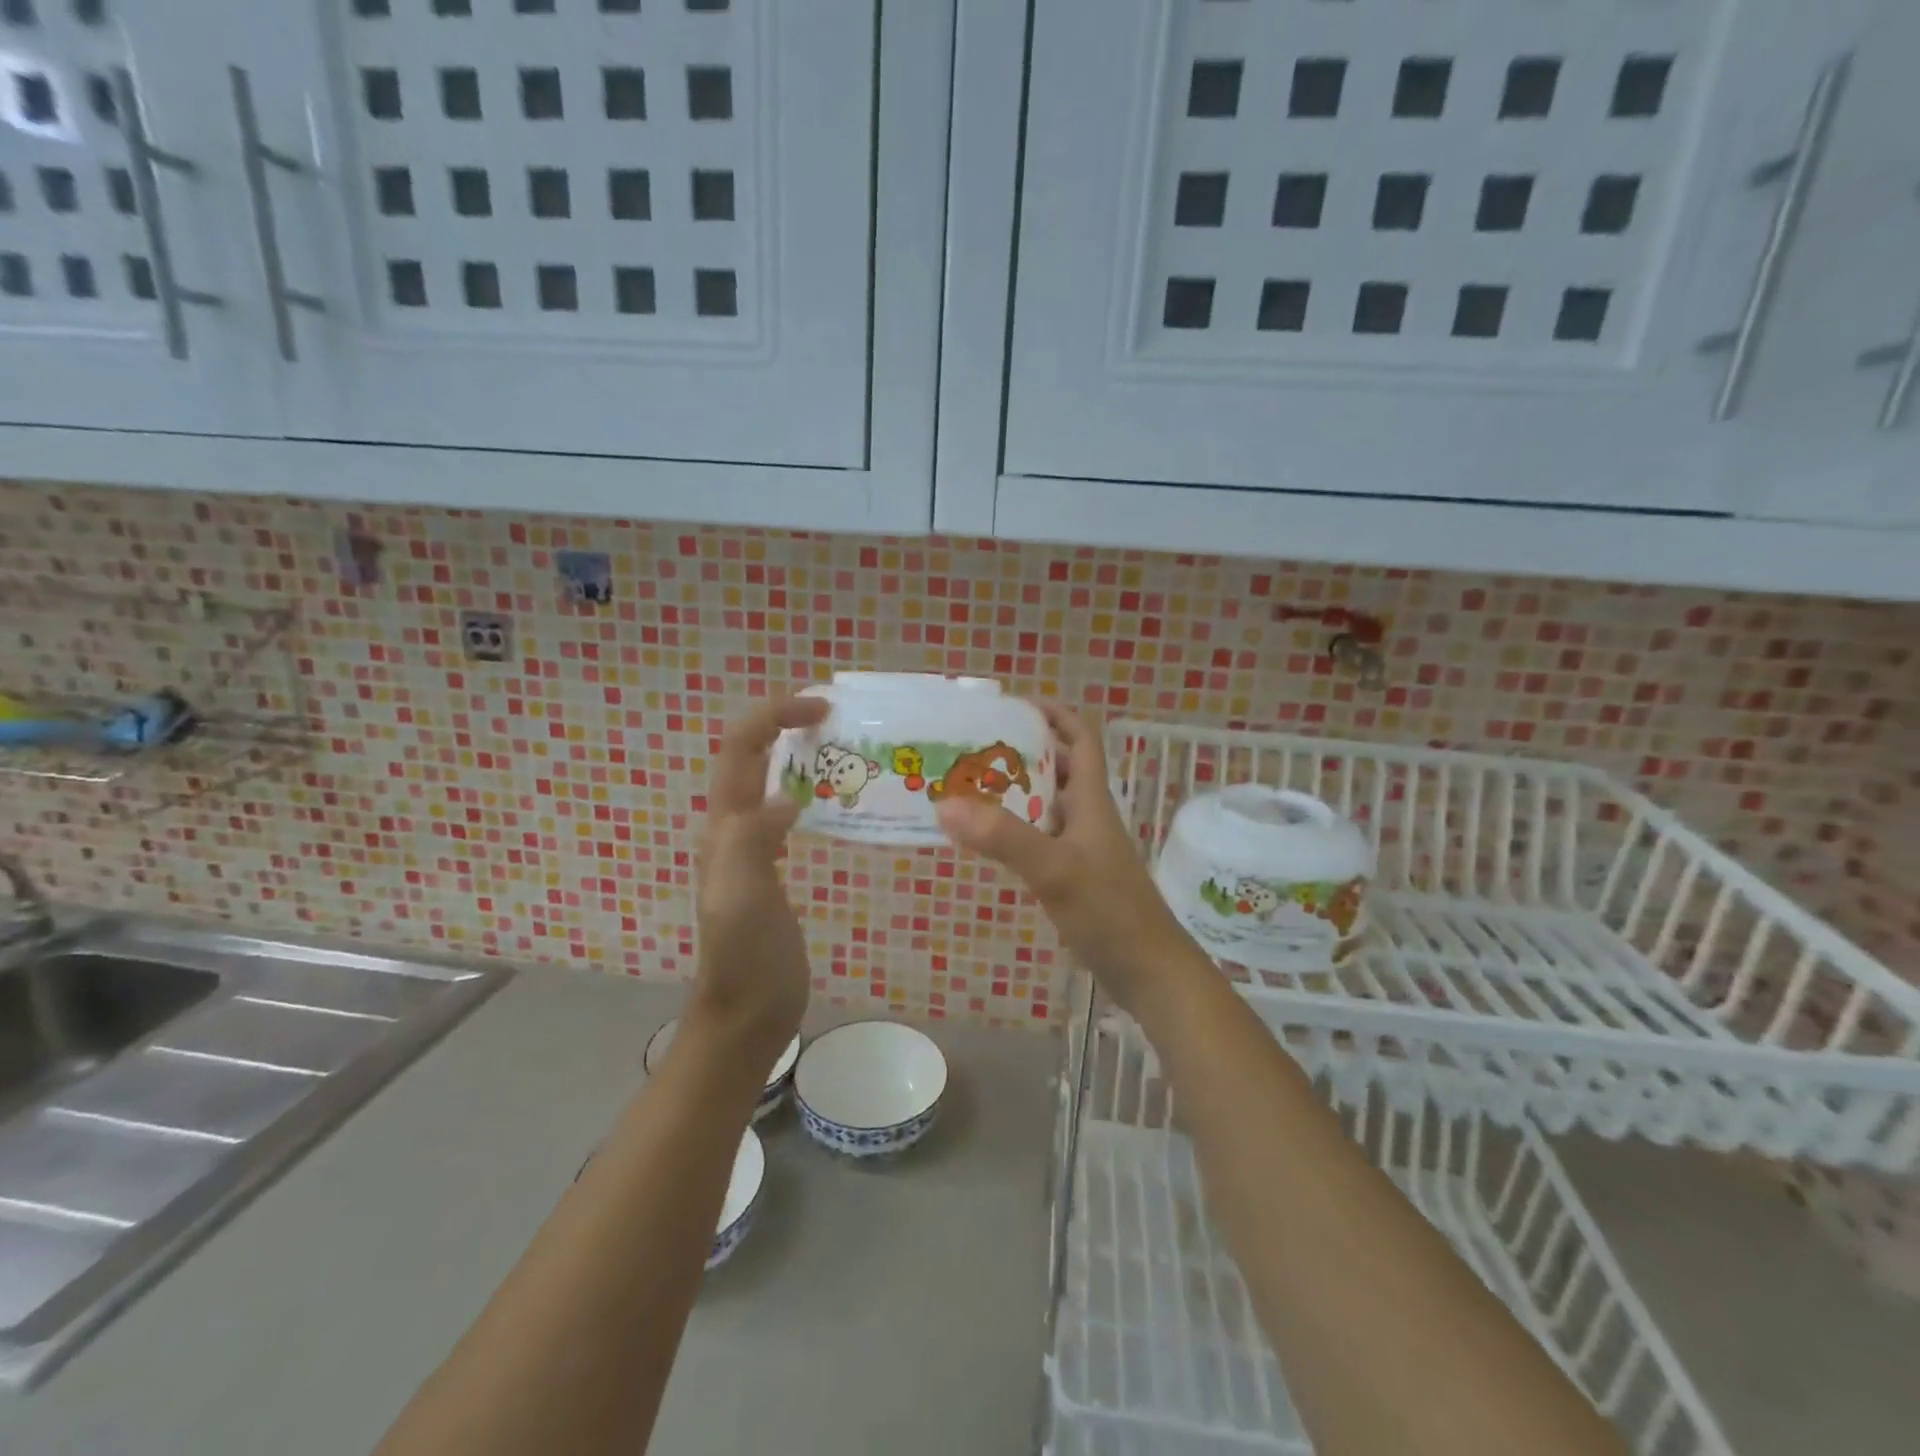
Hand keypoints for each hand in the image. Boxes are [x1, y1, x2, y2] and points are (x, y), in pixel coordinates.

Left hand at [686, 695, 828, 1070]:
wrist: (748, 1012)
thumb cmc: (746, 958)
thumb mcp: (742, 898)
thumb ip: (752, 842)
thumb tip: (784, 798)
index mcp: (724, 826)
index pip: (739, 749)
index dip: (773, 716)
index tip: (820, 706)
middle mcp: (732, 827)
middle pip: (750, 757)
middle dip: (784, 724)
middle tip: (836, 717)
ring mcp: (751, 848)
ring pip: (768, 781)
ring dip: (796, 753)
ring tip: (842, 747)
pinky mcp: (771, 867)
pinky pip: (785, 812)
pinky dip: (807, 790)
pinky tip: (835, 801)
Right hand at [936, 705, 1201, 1013]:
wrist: (1147, 970)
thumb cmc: (1109, 910)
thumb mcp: (1055, 869)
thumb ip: (1003, 837)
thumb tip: (945, 802)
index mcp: (1091, 799)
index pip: (1080, 738)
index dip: (1054, 714)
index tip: (1014, 704)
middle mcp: (1087, 815)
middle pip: (1057, 767)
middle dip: (1020, 751)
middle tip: (972, 747)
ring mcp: (1081, 846)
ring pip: (1045, 804)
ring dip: (1013, 791)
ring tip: (966, 786)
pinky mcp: (1073, 874)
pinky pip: (1038, 837)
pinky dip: (1012, 829)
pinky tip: (984, 838)